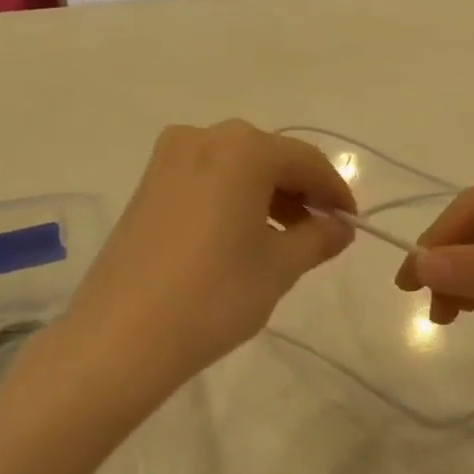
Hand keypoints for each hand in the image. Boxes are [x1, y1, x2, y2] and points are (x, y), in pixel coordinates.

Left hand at [55, 121, 354, 404]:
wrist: (122, 335)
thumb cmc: (215, 295)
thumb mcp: (279, 267)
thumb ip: (318, 238)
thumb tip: (339, 226)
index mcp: (243, 148)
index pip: (306, 161)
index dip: (334, 191)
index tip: (351, 221)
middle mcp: (203, 138)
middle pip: (268, 157)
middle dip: (298, 191)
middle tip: (319, 231)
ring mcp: (168, 159)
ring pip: (235, 167)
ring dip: (265, 194)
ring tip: (282, 238)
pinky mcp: (147, 185)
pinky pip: (205, 179)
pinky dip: (231, 198)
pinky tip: (240, 235)